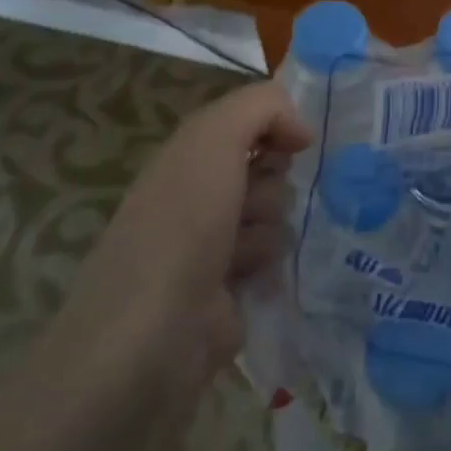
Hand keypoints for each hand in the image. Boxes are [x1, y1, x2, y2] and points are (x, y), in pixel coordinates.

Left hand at [35, 82, 311, 427]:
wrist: (149, 342)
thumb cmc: (179, 228)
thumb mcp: (212, 141)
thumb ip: (258, 108)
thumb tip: (301, 129)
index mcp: (188, 156)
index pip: (251, 122)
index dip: (277, 127)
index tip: (296, 145)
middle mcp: (200, 195)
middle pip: (271, 169)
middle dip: (272, 184)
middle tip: (249, 207)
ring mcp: (214, 246)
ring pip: (277, 215)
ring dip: (268, 230)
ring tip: (242, 256)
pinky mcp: (230, 292)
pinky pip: (273, 260)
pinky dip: (268, 267)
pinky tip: (252, 283)